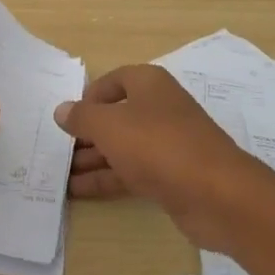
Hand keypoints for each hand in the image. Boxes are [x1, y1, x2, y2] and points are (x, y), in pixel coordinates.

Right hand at [57, 64, 273, 252]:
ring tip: (59, 175)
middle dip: (87, 133)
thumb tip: (62, 110)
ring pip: (122, 147)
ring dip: (92, 159)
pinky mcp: (171, 176)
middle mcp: (159, 108)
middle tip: (57, 150)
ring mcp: (166, 144)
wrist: (217, 194)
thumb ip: (82, 117)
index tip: (68, 117)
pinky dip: (106, 179)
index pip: (114, 80)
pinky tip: (78, 192)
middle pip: (116, 115)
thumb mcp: (110, 126)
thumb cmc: (158, 145)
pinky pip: (131, 172)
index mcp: (149, 84)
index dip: (90, 96)